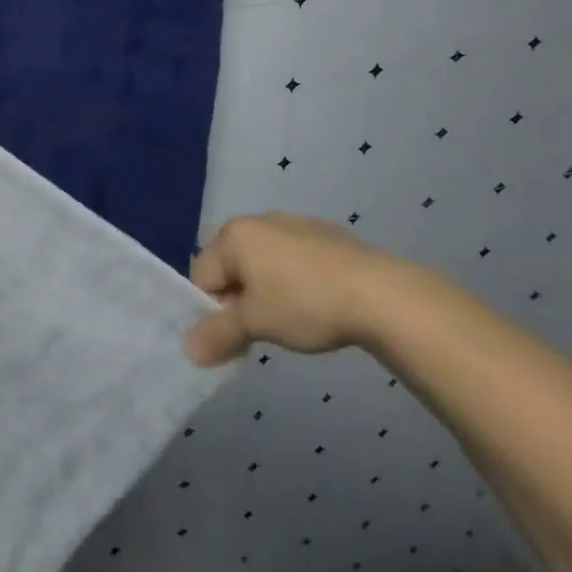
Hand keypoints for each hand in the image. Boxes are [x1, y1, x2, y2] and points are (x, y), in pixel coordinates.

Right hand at [184, 212, 399, 365]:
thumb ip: (218, 334)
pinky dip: (295, 280)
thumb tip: (189, 350)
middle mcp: (259, 220)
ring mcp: (295, 223)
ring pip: (264, 262)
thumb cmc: (306, 304)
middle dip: (239, 299)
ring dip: (266, 290)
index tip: (236, 337)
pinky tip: (318, 304)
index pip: (202, 275)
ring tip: (292, 320)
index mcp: (234, 235)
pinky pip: (295, 258)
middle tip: (262, 330)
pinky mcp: (327, 234)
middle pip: (232, 266)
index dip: (212, 311)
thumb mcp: (256, 324)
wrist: (382, 294)